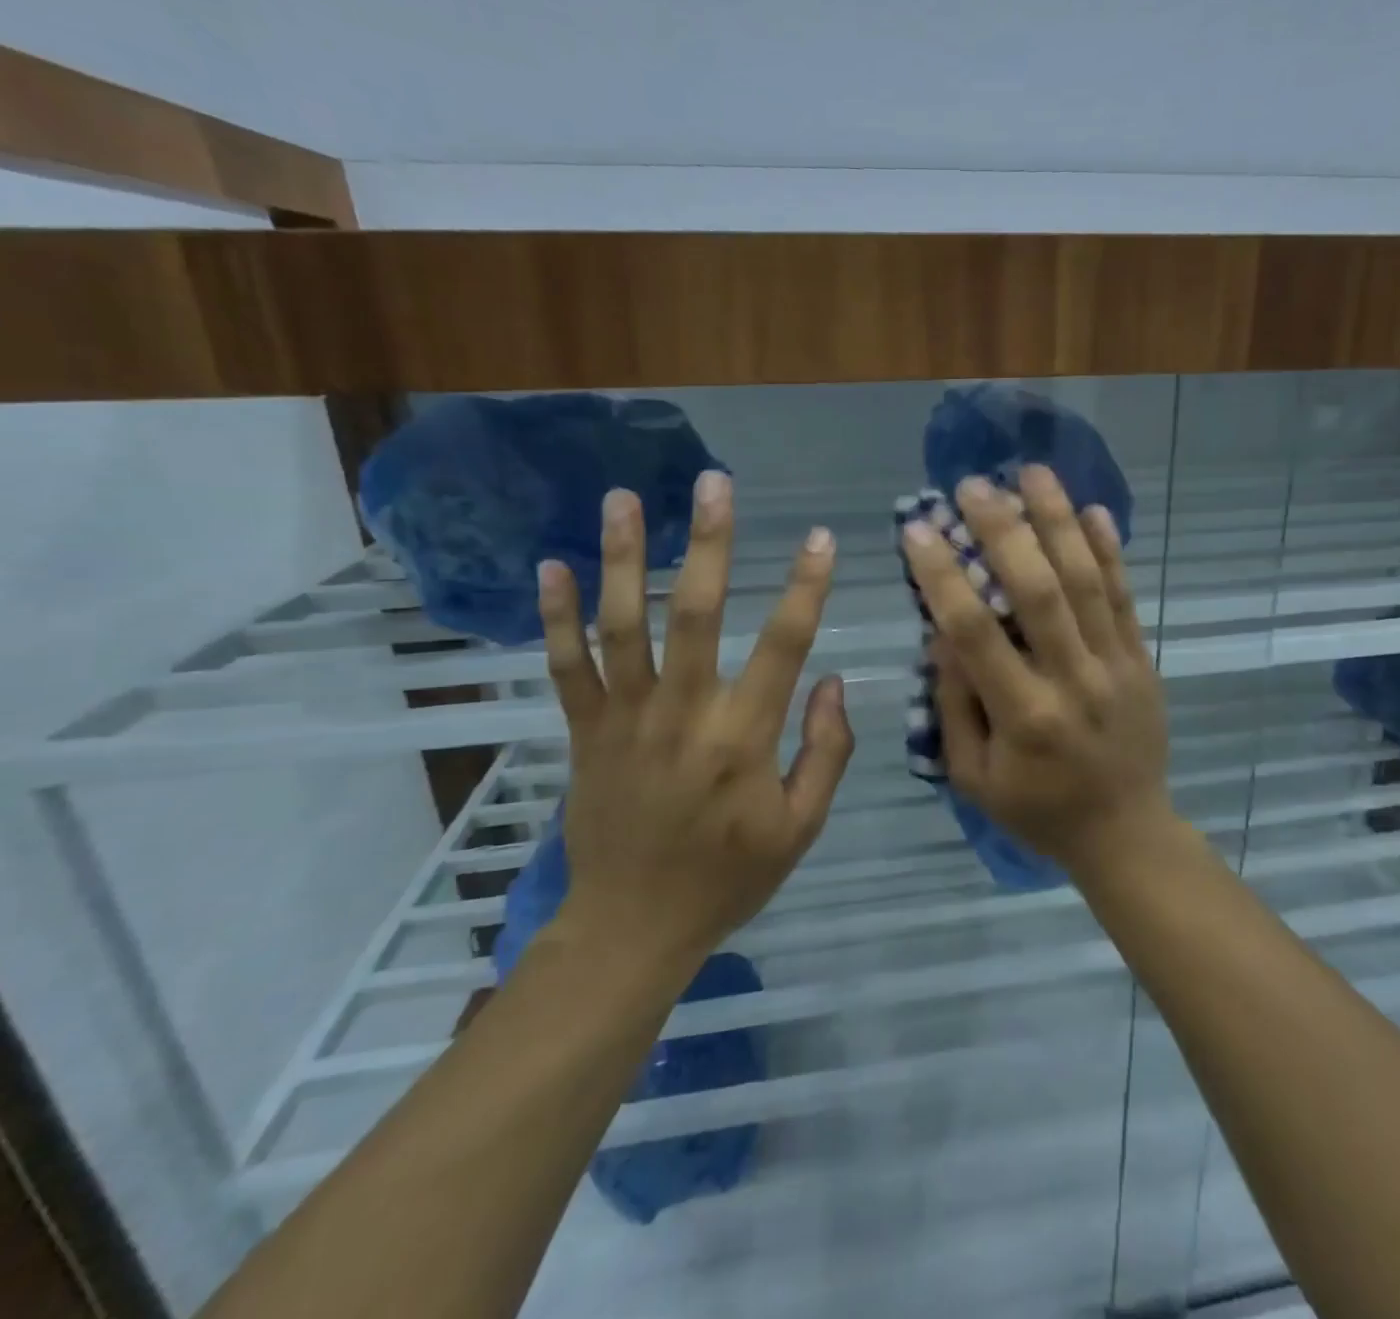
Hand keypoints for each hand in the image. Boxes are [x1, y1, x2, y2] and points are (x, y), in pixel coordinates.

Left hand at [536, 476, 854, 976]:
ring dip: (624, 559)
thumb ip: (827, 752)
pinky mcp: (584, 733)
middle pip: (696, 614)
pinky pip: (565, 667)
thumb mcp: (801, 828)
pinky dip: (557, 618)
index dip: (807, 587)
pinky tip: (552, 567)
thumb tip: (835, 682)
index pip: (784, 646)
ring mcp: (625, 719)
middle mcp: (683, 714)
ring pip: (622, 626)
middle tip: (714, 483)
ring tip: (623, 499)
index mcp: (743, 738)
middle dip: (710, 544)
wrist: (633, 927)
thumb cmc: (728, 877)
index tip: (822, 537)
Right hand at [902, 465, 1175, 877]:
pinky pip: (1126, 597)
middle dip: (1003, 531)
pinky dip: (1110, 551)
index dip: (943, 577)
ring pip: (1087, 581)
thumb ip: (955, 705)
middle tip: (973, 486)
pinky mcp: (1143, 660)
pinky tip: (1093, 510)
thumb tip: (941, 633)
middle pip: (1038, 591)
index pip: (975, 633)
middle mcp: (1073, 681)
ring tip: (1033, 472)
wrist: (1127, 832)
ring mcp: (1116, 666)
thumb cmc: (1038, 810)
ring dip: (1059, 521)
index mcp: (1023, 717)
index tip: (916, 531)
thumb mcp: (974, 777)